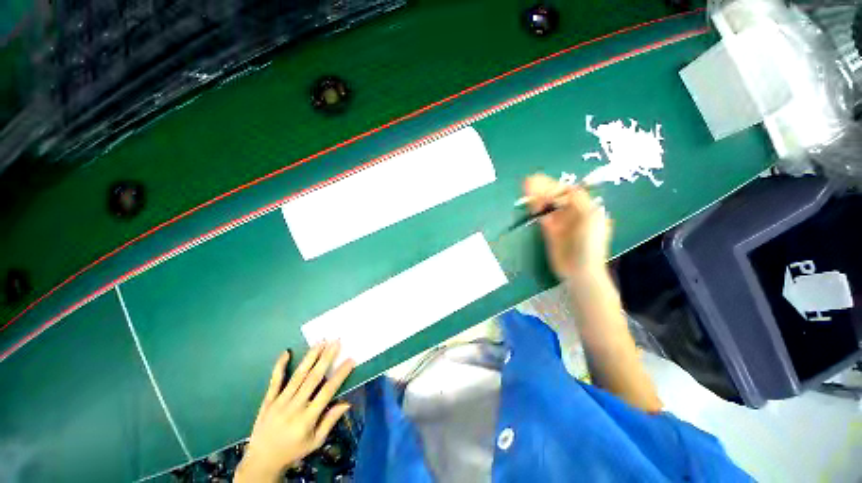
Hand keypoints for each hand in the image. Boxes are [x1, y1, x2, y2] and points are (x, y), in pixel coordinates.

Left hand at [236, 342, 354, 481]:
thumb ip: (330, 421)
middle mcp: (294, 407)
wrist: (262, 461)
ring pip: (297, 376)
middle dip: (326, 358)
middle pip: (313, 378)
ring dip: (310, 357)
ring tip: (320, 342)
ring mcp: (279, 402)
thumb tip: (347, 403)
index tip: (350, 360)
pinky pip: (274, 381)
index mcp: (307, 418)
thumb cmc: (293, 450)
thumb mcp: (315, 441)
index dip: (340, 374)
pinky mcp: (268, 401)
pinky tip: (286, 353)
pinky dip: (279, 366)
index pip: (327, 391)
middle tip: (336, 342)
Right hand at [524, 174, 610, 279]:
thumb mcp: (591, 217)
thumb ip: (579, 200)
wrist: (579, 269)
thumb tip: (568, 187)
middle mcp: (573, 213)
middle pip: (556, 197)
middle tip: (528, 181)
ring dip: (537, 197)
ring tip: (525, 187)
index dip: (555, 185)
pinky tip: (530, 204)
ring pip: (547, 206)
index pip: (569, 192)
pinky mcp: (549, 231)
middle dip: (543, 189)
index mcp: (586, 208)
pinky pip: (542, 217)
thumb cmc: (589, 242)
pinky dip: (536, 209)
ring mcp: (560, 223)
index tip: (542, 180)